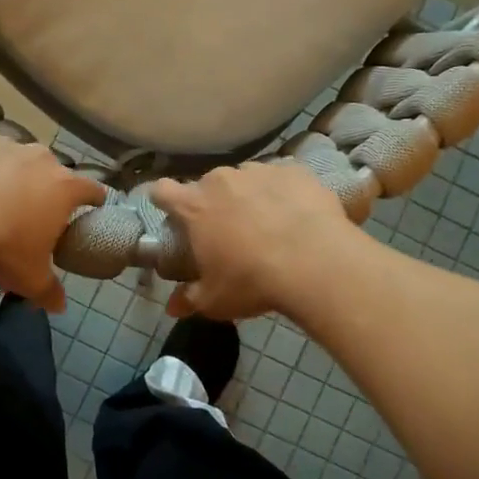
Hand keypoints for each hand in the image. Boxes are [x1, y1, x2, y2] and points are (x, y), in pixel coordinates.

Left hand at [0, 132, 105, 309]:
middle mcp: (39, 158)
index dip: (94, 199)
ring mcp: (3, 144)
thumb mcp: (29, 277)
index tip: (92, 206)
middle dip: (45, 186)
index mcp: (63, 188)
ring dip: (9, 172)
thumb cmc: (2, 249)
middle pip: (51, 170)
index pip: (92, 189)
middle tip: (30, 210)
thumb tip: (59, 307)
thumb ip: (49, 290)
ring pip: (14, 156)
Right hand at [151, 161, 356, 320]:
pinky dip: (283, 193)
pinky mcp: (295, 171)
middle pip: (208, 185)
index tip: (173, 216)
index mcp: (195, 206)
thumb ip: (189, 299)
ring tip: (268, 224)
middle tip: (228, 232)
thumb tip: (173, 308)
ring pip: (245, 179)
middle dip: (214, 204)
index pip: (162, 191)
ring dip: (249, 196)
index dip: (164, 201)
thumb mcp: (215, 300)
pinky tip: (297, 216)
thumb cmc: (253, 281)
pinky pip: (281, 178)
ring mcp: (260, 170)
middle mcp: (222, 180)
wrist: (316, 263)